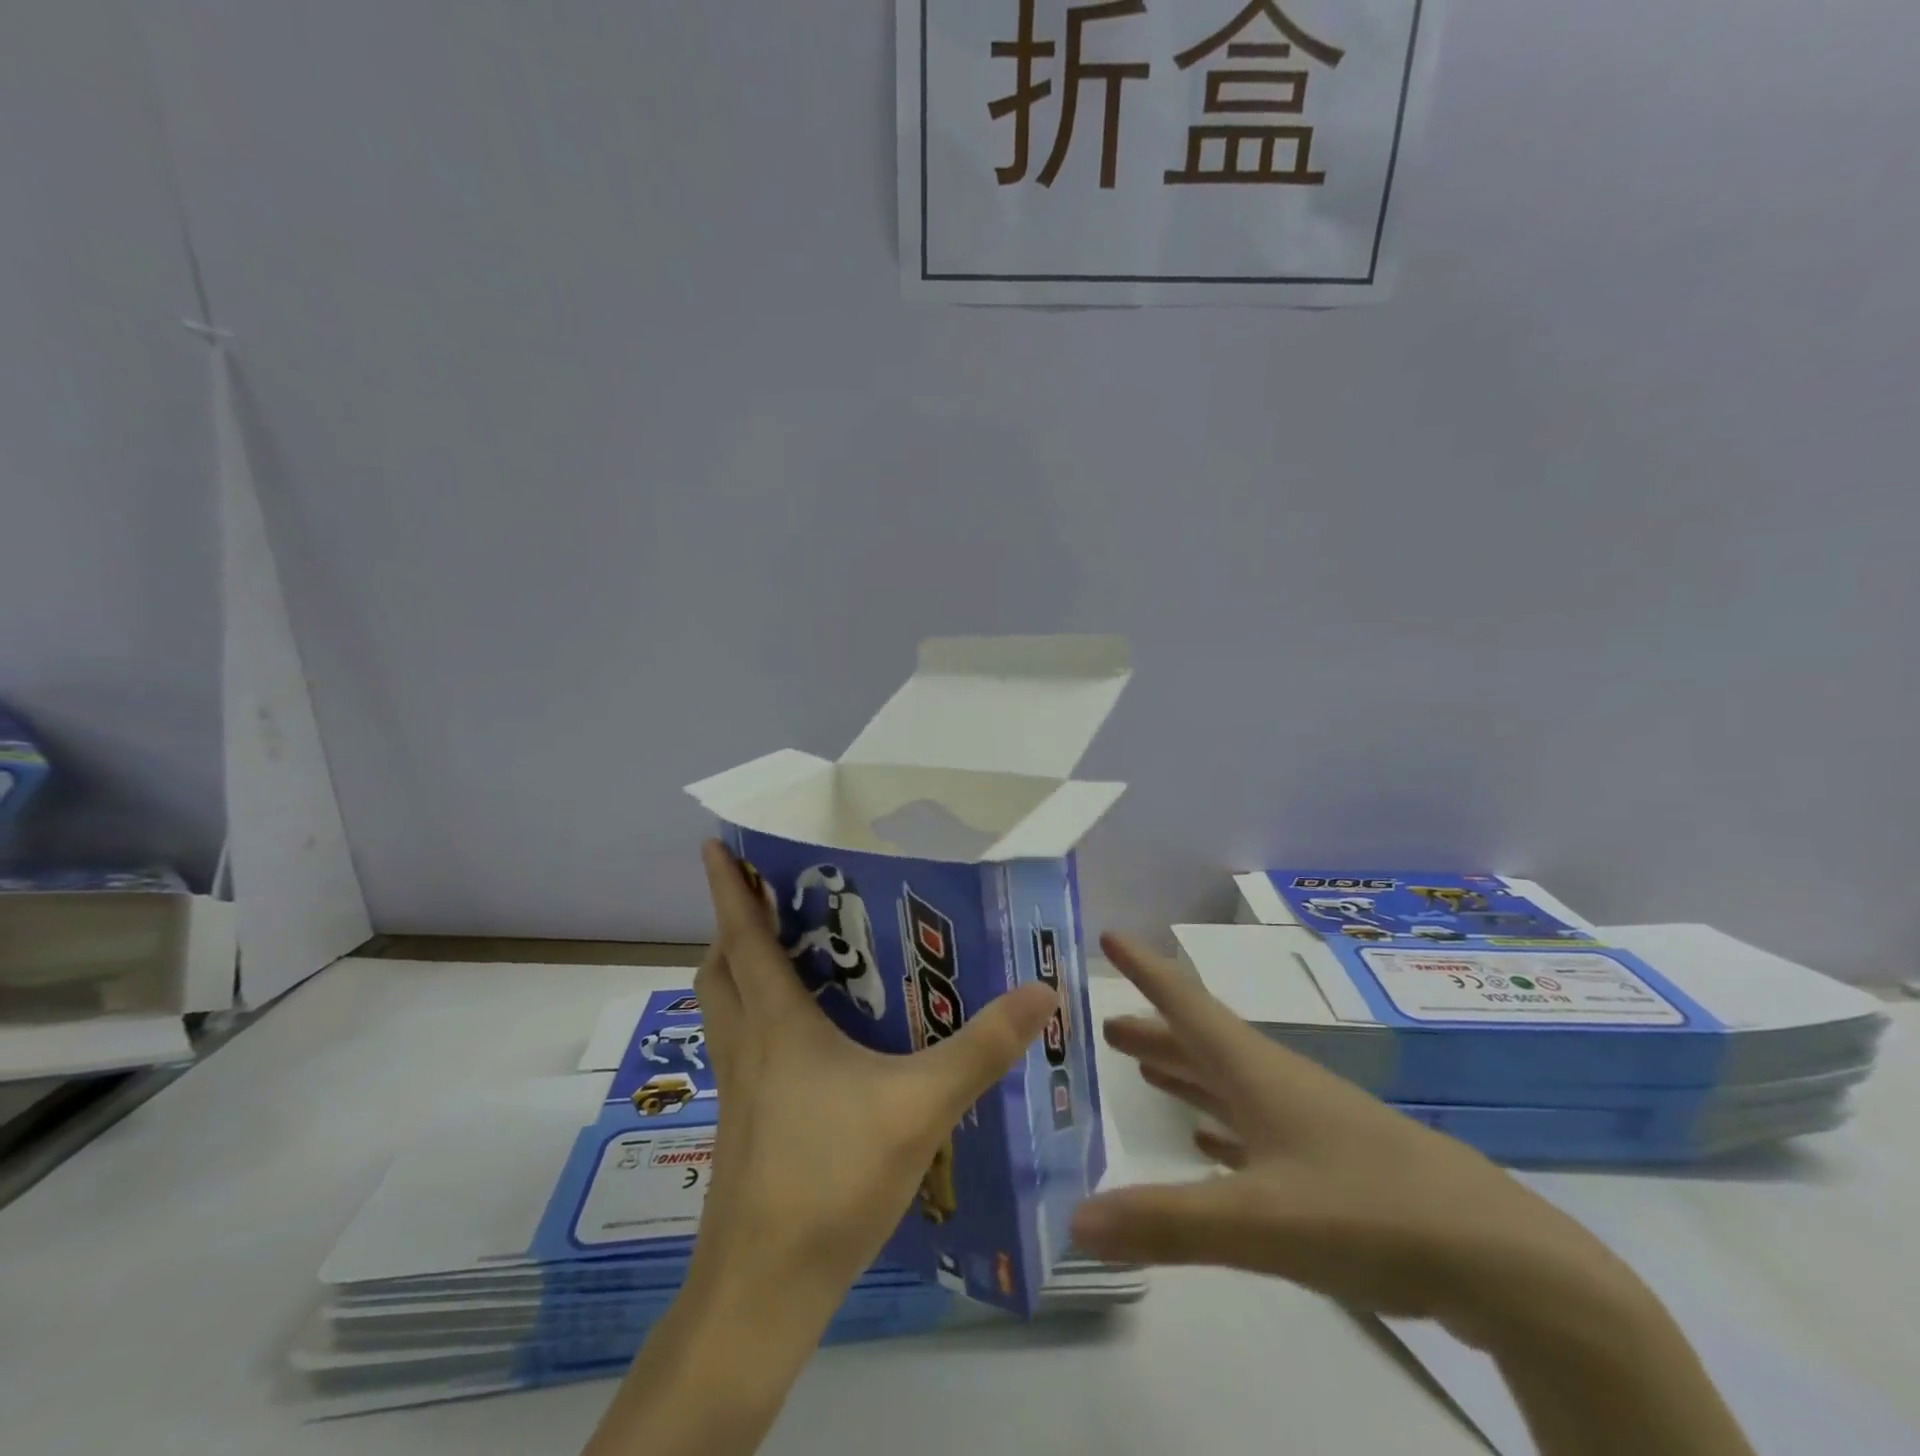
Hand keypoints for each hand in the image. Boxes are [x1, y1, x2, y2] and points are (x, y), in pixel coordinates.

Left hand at [585, 844, 1056, 1455]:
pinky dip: (754, 1019)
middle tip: (767, 899)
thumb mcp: (921, 1106)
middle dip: (731, 925)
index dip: (726, 887)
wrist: (763, 1289)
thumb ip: (981, 1048)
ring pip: (722, 1009)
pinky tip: (802, 1041)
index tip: (713, 844)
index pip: (742, 937)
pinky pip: (739, 1046)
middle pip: (720, 968)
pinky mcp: (741, 1124)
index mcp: (777, 1023)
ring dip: (737, 971)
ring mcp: (738, 1088)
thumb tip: (1040, 989)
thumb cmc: (831, 1179)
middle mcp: (748, 1045)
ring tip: (781, 955)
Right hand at [1070, 933, 1650, 1350]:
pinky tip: (1206, 1143)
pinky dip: (1222, 1127)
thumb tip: (1074, 1218)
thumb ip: (1166, 1221)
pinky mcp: (1334, 1166)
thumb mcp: (1260, 1221)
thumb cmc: (1371, 1212)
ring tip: (1143, 1070)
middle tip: (1106, 1026)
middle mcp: (1277, 1084)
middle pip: (1202, 1043)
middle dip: (1154, 1030)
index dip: (1145, 969)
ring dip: (1184, 1072)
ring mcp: (1309, 1124)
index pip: (1186, 1003)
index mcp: (1257, 1072)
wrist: (1502, 1262)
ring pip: (1229, 1084)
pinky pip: (1257, 1131)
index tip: (1109, 937)